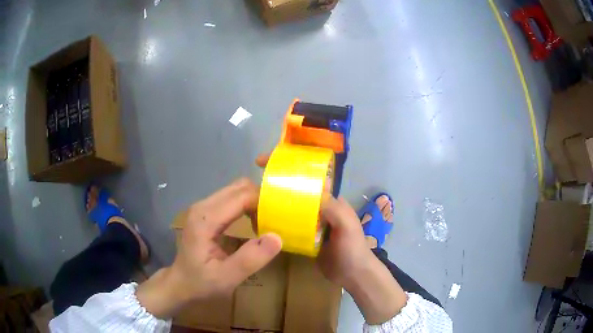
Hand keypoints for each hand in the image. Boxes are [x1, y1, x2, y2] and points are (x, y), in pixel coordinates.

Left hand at [136, 178, 281, 318]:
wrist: (180, 284)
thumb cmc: (201, 283)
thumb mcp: (227, 278)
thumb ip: (251, 259)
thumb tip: (277, 237)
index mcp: (206, 219)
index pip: (242, 196)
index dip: (264, 203)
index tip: (279, 221)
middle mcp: (203, 206)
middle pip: (239, 187)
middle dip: (260, 199)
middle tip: (274, 221)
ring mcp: (203, 208)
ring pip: (236, 191)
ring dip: (254, 203)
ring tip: (265, 225)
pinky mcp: (206, 212)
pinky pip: (232, 199)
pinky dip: (247, 207)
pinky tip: (252, 224)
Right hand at [256, 153, 406, 323]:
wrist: (353, 276)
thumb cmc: (353, 248)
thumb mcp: (346, 225)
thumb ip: (332, 208)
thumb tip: (307, 190)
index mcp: (329, 200)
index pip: (307, 178)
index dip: (289, 167)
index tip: (264, 163)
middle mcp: (319, 208)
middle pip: (296, 192)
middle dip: (276, 186)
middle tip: (252, 188)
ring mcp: (311, 224)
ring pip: (291, 209)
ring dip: (274, 205)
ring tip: (252, 205)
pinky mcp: (304, 239)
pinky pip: (289, 227)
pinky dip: (277, 224)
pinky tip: (262, 225)